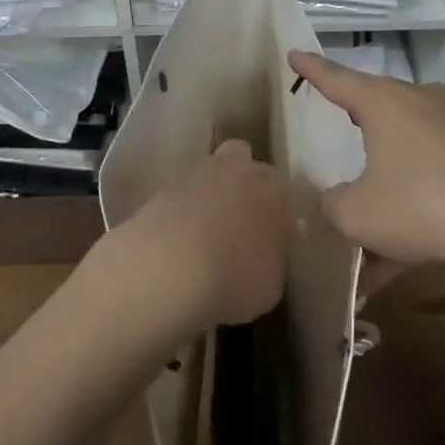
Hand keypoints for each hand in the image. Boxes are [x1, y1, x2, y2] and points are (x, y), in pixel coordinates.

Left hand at [103, 140, 294, 330]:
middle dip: (243, 181)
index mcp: (273, 190)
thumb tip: (265, 252)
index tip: (274, 232)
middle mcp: (237, 171)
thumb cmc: (233, 278)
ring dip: (209, 195)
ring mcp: (194, 176)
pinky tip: (178, 244)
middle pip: (243, 160)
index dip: (278, 208)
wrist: (165, 270)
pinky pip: (180, 197)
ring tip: (205, 236)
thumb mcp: (271, 284)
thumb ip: (272, 259)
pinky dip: (181, 213)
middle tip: (241, 219)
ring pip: (207, 174)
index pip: (284, 187)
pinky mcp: (160, 191)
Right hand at [289, 51, 444, 276]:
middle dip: (360, 130)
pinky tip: (418, 251)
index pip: (337, 79)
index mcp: (385, 103)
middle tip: (343, 135)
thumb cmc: (422, 207)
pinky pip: (444, 173)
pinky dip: (425, 203)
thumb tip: (342, 200)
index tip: (294, 52)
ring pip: (412, 151)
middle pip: (380, 111)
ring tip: (379, 245)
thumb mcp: (358, 215)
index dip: (312, 69)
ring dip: (393, 188)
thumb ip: (335, 205)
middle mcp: (424, 102)